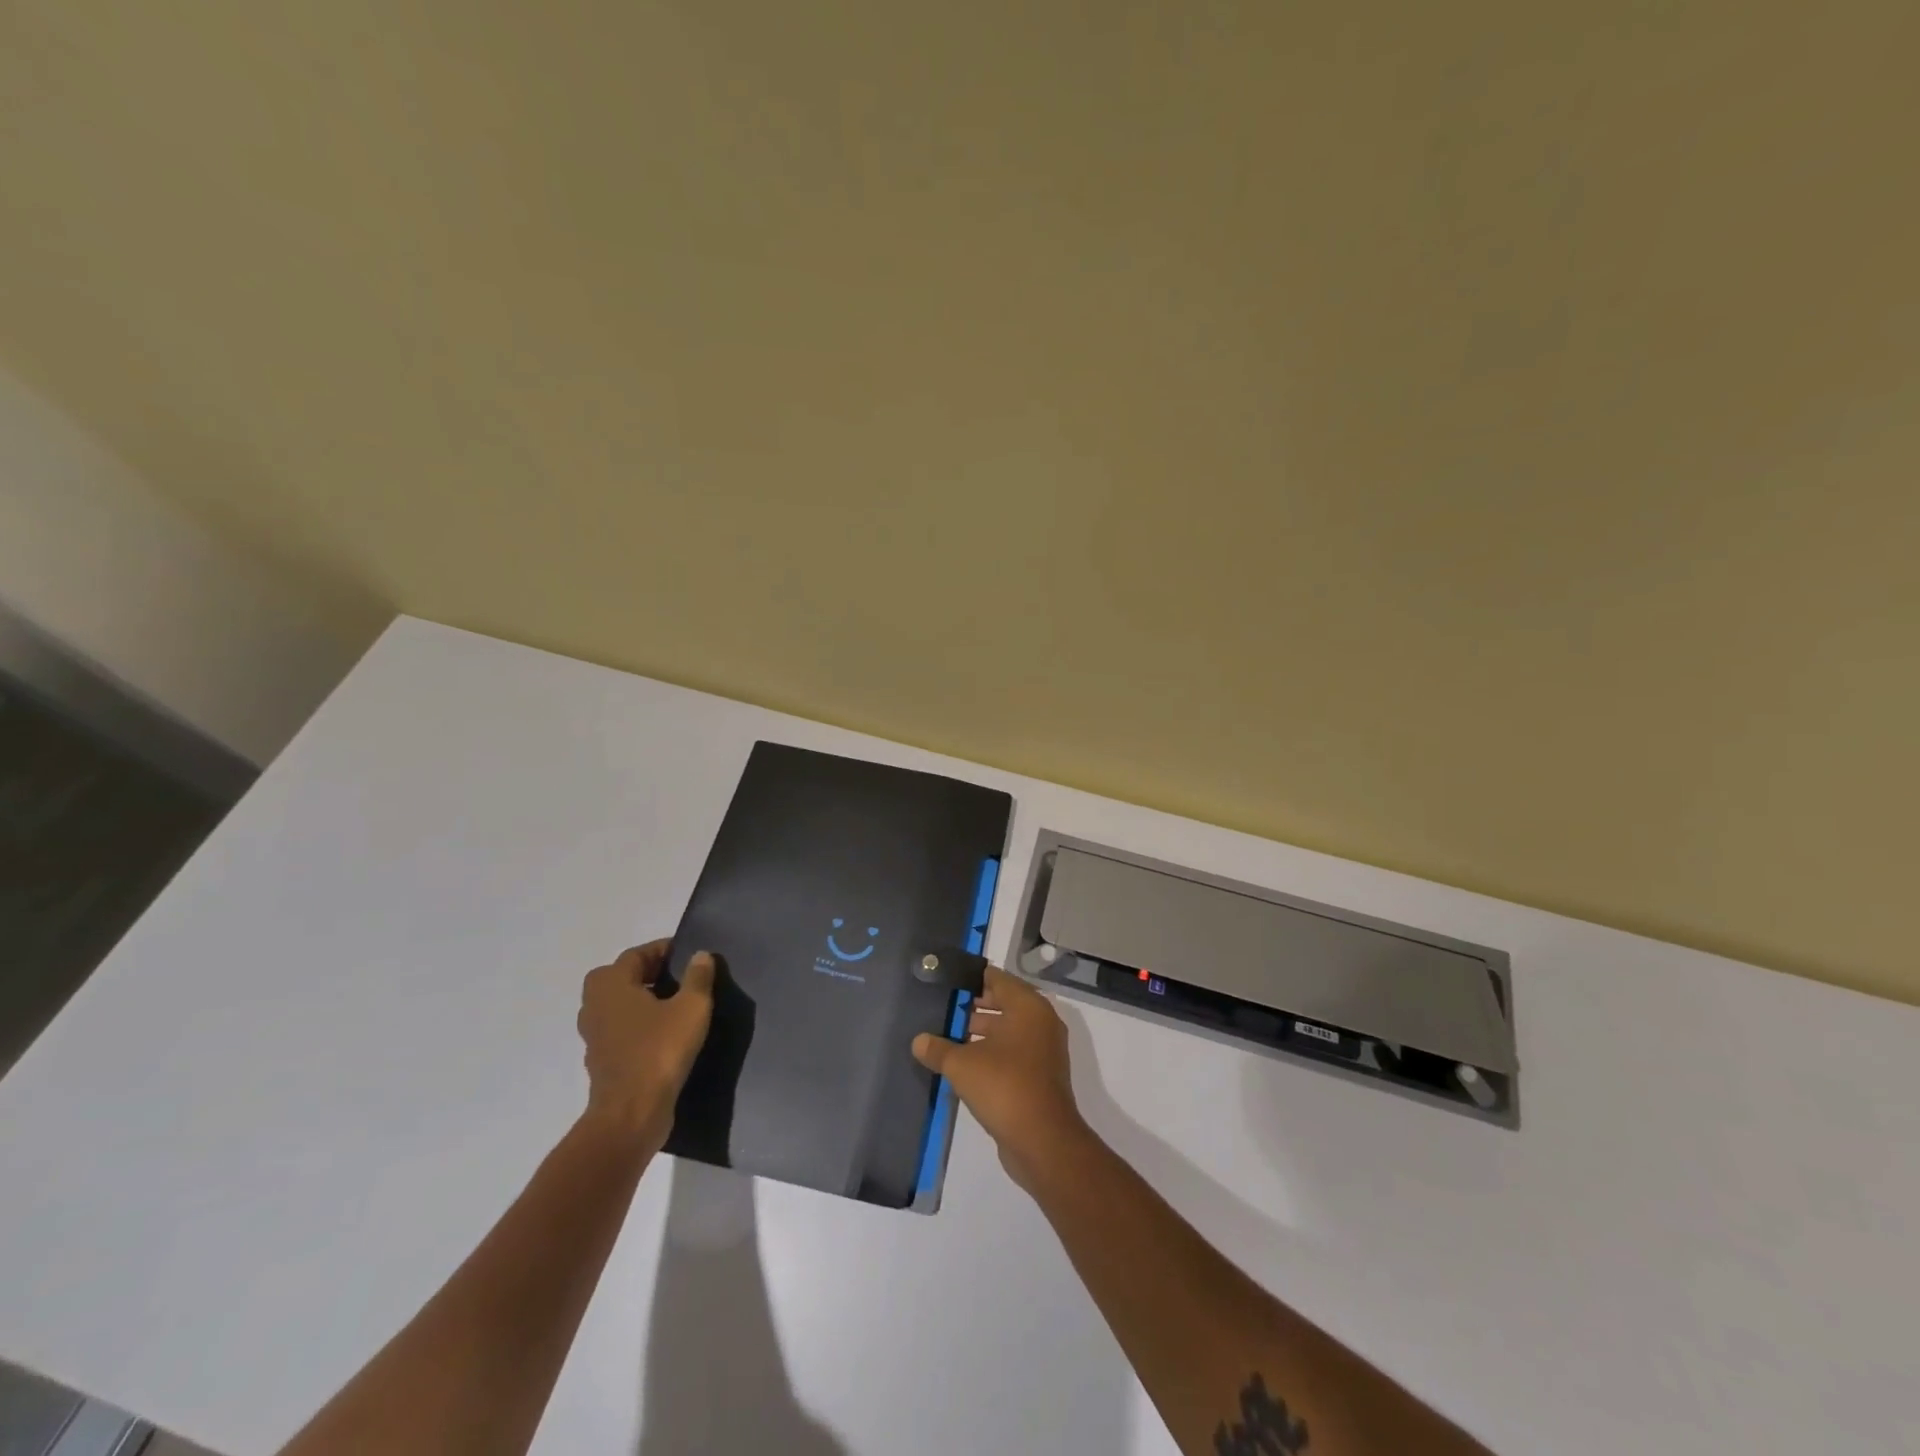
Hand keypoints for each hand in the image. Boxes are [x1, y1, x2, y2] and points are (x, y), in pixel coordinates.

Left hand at [577, 941, 715, 1150]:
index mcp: (611, 984)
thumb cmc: (660, 1050)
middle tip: (678, 976)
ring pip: (618, 1005)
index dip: (662, 949)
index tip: (688, 953)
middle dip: (647, 972)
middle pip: (621, 977)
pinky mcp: (601, 1061)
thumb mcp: (692, 1007)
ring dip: (641, 1000)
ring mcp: (594, 1036)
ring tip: (674, 1003)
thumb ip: (698, 977)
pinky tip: (664, 1034)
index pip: (636, 954)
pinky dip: (638, 1025)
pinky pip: (620, 1030)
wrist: (631, 1114)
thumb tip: (700, 955)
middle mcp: (595, 1005)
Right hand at [912, 965, 1090, 1192]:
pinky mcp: (1041, 1074)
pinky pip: (1013, 1051)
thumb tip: (918, 1041)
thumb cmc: (1004, 1086)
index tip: (946, 980)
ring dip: (981, 1030)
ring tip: (947, 1034)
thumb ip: (938, 1049)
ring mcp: (1044, 1049)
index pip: (996, 978)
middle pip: (1003, 1002)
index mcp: (1027, 1006)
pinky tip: (964, 1062)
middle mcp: (1041, 1021)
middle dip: (973, 1005)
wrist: (1043, 1140)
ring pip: (1008, 1029)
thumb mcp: (962, 1065)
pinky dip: (992, 1051)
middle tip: (942, 1007)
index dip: (970, 977)